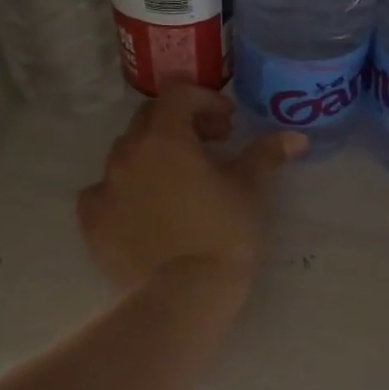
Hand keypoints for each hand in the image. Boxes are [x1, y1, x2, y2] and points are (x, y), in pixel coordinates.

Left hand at [78, 85, 304, 289]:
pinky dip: (124, 189)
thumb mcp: (249, 189)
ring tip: (179, 180)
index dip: (205, 100)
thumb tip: (297, 138)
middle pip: (150, 119)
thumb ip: (267, 154)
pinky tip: (145, 208)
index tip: (228, 123)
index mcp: (164, 138)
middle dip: (181, 123)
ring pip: (126, 153)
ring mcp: (104, 187)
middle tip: (210, 146)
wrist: (184, 295)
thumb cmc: (223, 233)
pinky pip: (104, 191)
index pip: (178, 94)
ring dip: (153, 154)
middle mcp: (127, 153)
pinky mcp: (92, 221)